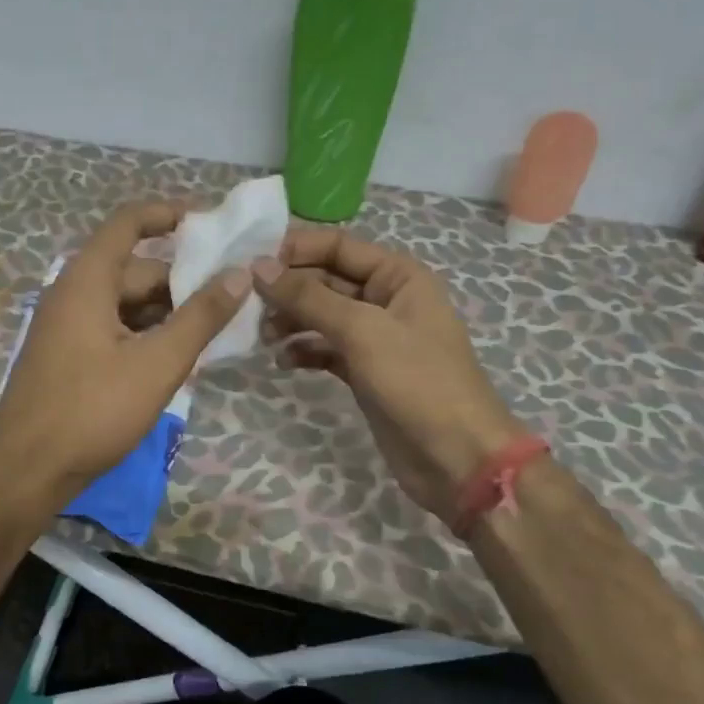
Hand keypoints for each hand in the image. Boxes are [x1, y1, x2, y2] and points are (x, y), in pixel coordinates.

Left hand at [0, 200, 248, 506]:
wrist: (26, 470)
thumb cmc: (92, 411)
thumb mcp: (157, 364)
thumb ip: (200, 317)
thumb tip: (239, 275)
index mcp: (87, 280)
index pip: (129, 223)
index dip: (168, 215)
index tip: (210, 222)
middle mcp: (71, 293)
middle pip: (133, 268)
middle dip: (180, 280)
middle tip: (228, 297)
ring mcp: (65, 326)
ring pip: (124, 303)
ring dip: (165, 312)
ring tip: (210, 332)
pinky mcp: (66, 355)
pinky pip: (111, 328)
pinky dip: (144, 334)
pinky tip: (173, 358)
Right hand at [253, 229, 526, 528]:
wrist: (456, 457)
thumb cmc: (416, 381)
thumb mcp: (361, 330)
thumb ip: (308, 297)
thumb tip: (259, 266)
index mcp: (397, 275)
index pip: (337, 246)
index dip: (295, 250)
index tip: (250, 264)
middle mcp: (386, 299)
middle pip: (325, 280)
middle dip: (288, 290)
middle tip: (247, 306)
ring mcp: (375, 337)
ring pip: (322, 316)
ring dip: (291, 321)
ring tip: (263, 337)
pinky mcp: (364, 370)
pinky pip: (326, 349)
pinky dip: (304, 351)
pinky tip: (284, 362)